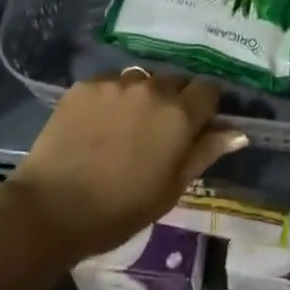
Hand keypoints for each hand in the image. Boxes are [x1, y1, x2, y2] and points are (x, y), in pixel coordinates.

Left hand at [9, 70, 247, 259]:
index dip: (206, 106)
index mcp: (178, 115)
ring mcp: (116, 83)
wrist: (51, 208)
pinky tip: (99, 124)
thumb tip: (237, 132)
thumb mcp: (171, 189)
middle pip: (175, 81)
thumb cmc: (120, 210)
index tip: (198, 126)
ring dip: (143, 97)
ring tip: (127, 126)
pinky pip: (111, 83)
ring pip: (142, 80)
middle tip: (160, 130)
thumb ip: (205, 152)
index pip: (208, 90)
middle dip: (175, 100)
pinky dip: (113, 98)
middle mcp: (151, 88)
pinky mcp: (86, 84)